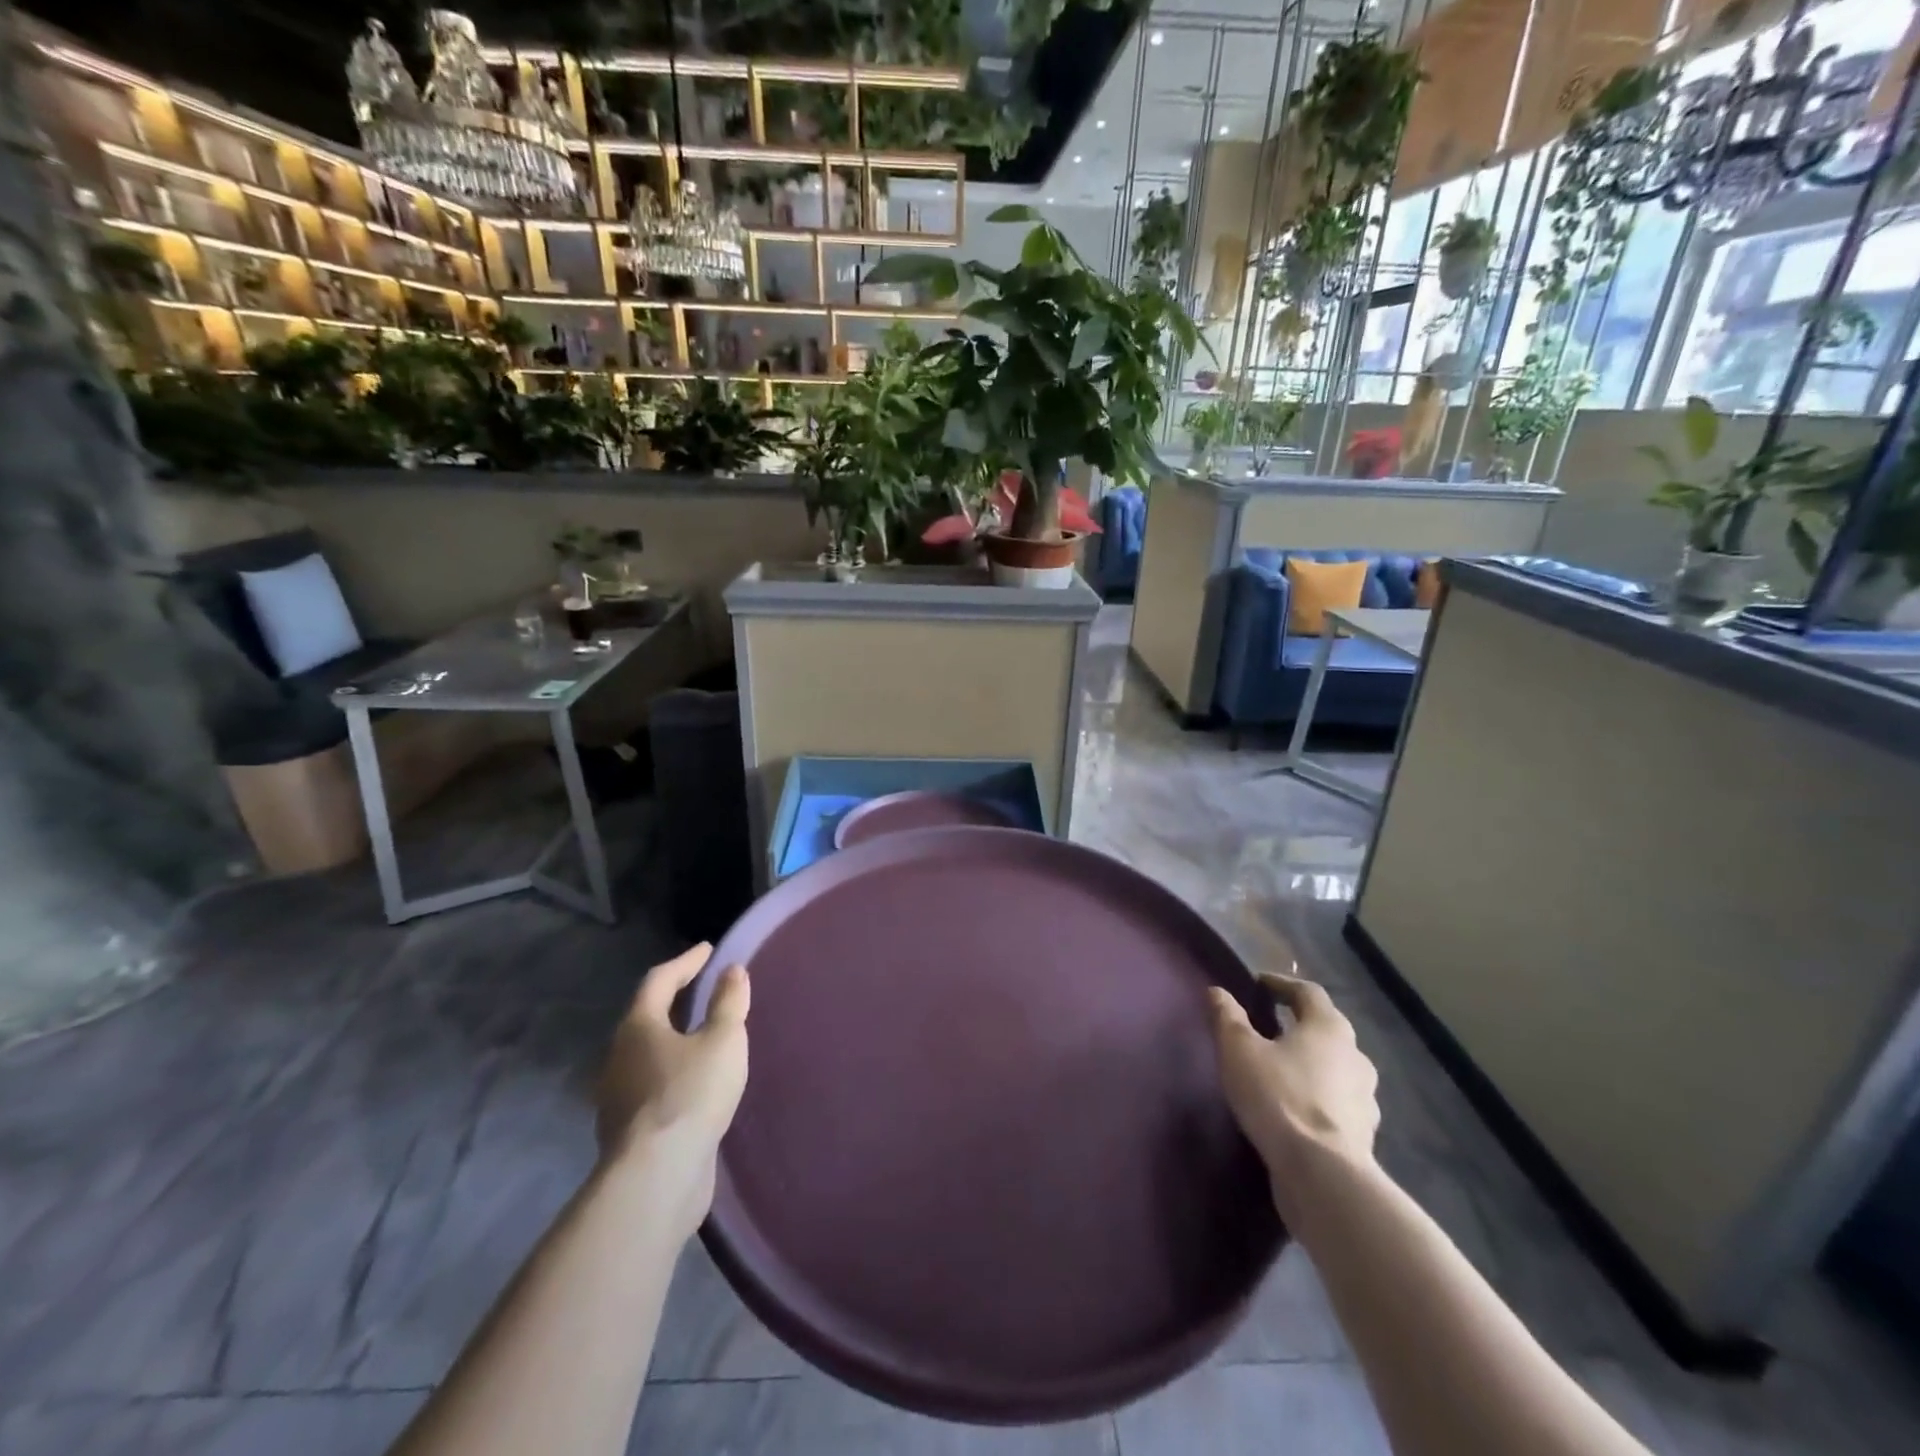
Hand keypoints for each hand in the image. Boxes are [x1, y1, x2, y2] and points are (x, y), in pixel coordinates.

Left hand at [596, 944, 749, 1226]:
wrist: (656, 1179)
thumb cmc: (690, 1094)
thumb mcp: (722, 1040)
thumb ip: (728, 1003)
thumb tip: (731, 971)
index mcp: (638, 1027)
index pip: (659, 980)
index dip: (686, 962)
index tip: (708, 950)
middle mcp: (619, 1056)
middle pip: (646, 1017)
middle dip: (675, 1000)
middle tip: (704, 990)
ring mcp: (618, 1097)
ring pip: (647, 1054)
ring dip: (674, 1039)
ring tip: (704, 1036)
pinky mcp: (628, 1130)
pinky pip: (653, 1086)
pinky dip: (674, 1071)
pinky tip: (696, 1083)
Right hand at [1210, 973, 1379, 1216]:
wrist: (1322, 1175)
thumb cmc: (1278, 1097)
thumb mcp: (1239, 1050)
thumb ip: (1228, 1017)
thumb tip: (1218, 991)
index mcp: (1329, 1028)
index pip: (1308, 992)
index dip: (1282, 984)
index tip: (1259, 984)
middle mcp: (1355, 1056)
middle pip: (1327, 1029)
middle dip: (1299, 1024)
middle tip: (1269, 1025)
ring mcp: (1365, 1098)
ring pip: (1336, 1068)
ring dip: (1312, 1062)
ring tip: (1281, 1069)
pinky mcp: (1364, 1134)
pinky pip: (1338, 1102)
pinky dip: (1318, 1097)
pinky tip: (1297, 1108)